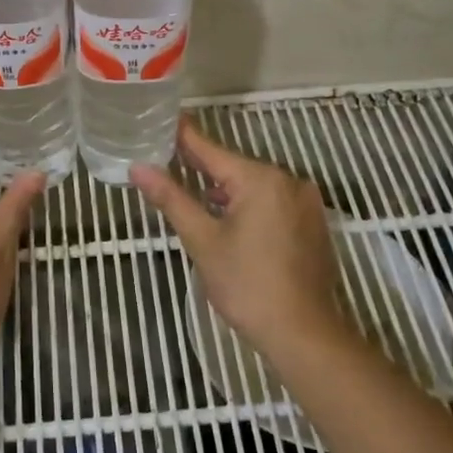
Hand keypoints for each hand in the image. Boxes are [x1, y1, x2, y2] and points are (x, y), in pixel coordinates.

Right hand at [131, 118, 346, 355]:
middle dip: (203, 169)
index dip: (185, 136)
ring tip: (195, 197)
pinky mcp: (313, 223)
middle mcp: (287, 180)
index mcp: (260, 179)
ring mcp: (305, 202)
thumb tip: (139, 169)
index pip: (211, 150)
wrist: (303, 333)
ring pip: (255, 187)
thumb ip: (171, 198)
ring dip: (227, 191)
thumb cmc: (247, 285)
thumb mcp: (202, 240)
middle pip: (235, 168)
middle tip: (170, 163)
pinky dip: (250, 206)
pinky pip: (273, 202)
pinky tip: (231, 222)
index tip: (165, 119)